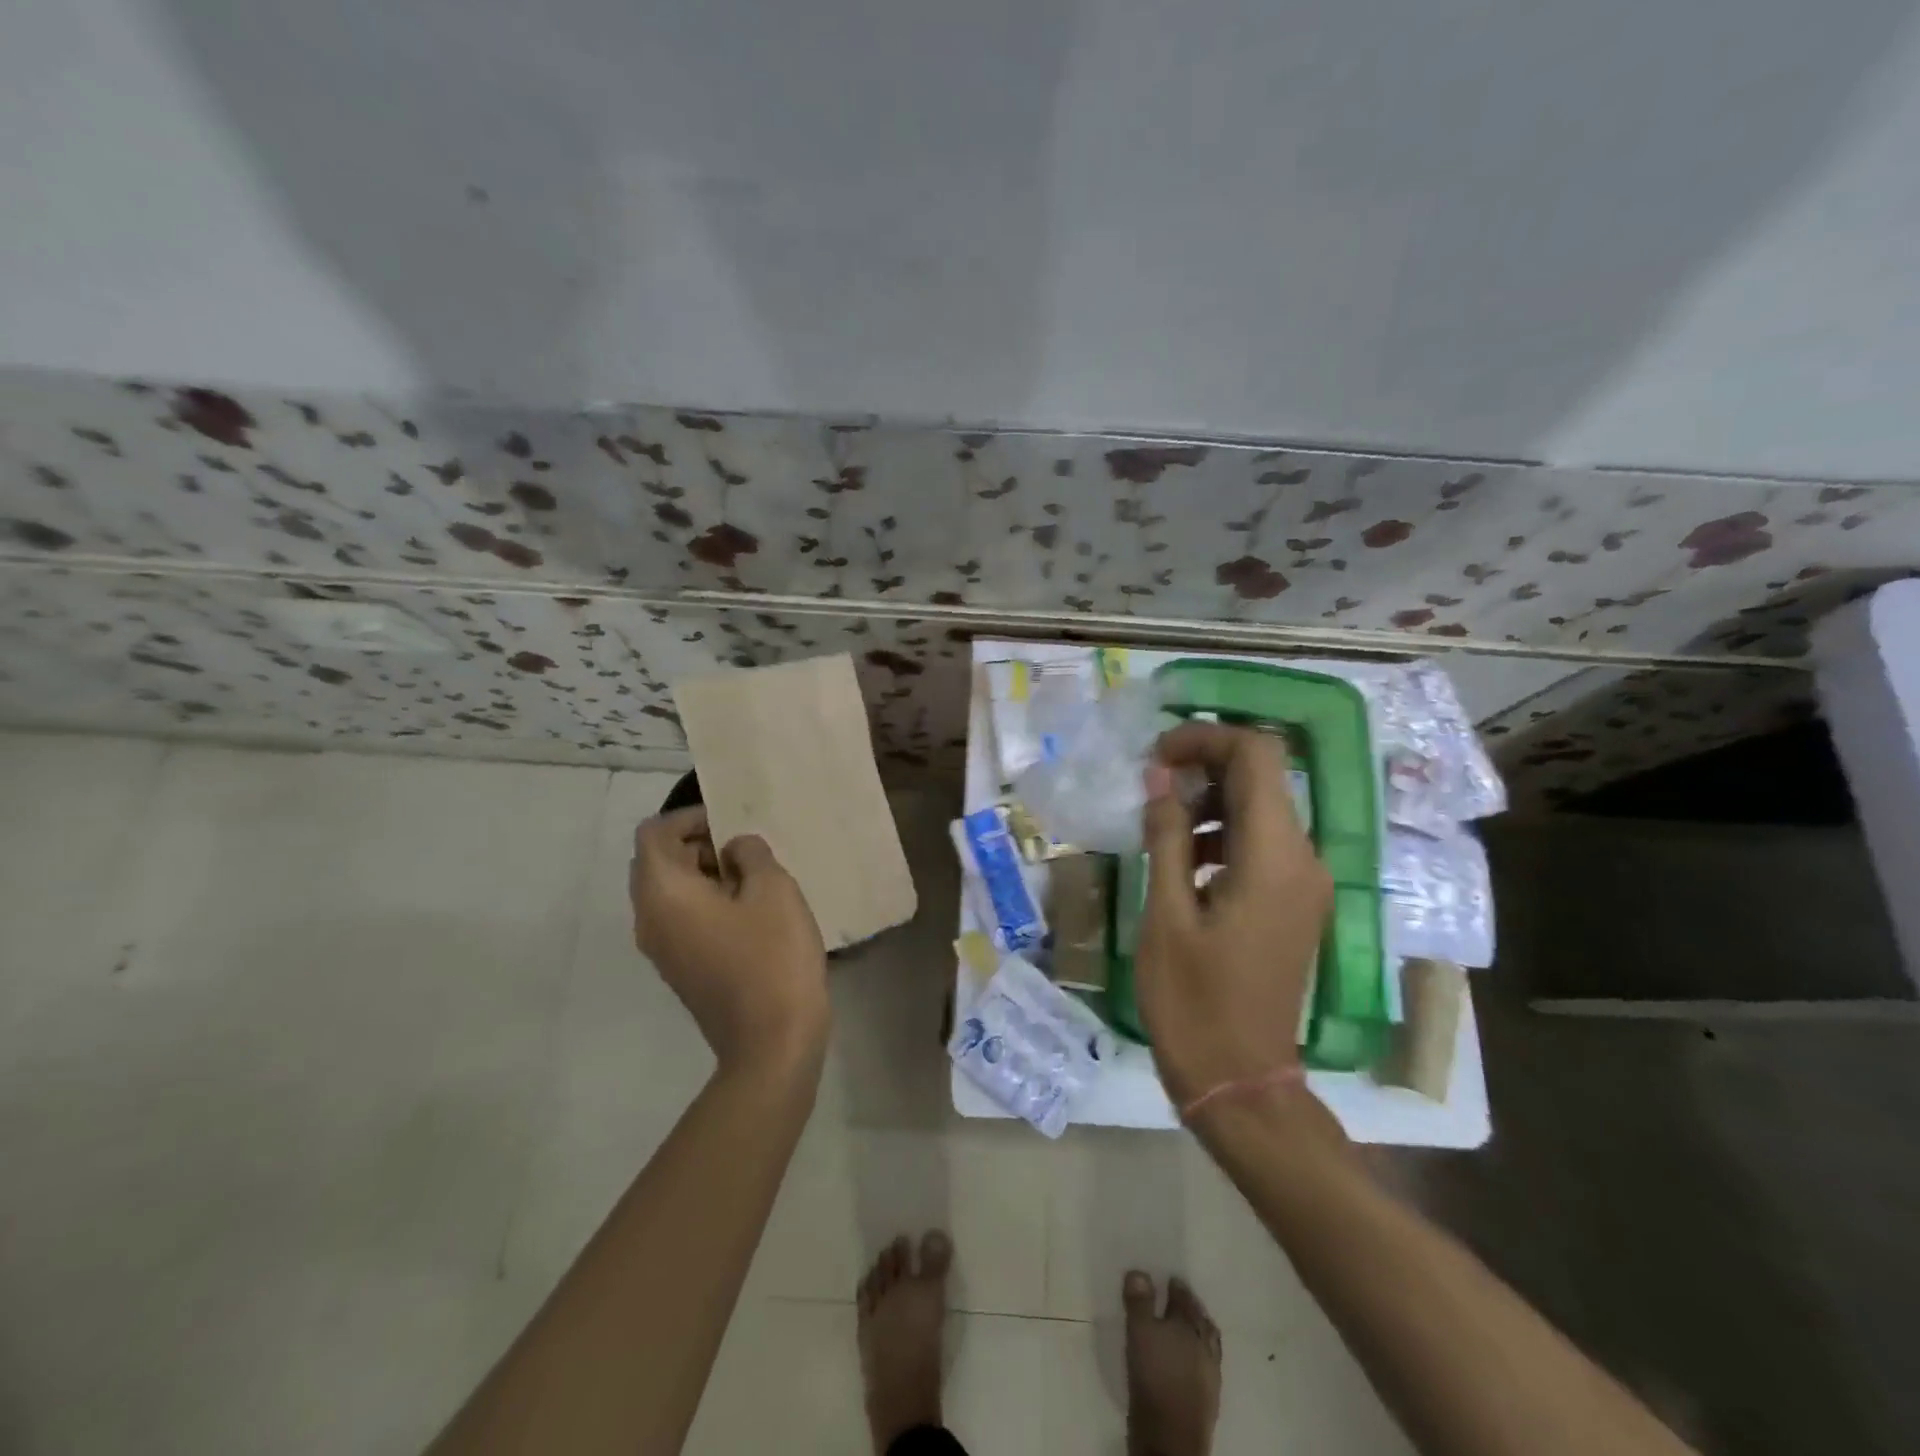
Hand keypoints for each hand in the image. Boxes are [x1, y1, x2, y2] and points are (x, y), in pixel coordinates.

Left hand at [629, 808, 828, 1073]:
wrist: (772, 1042)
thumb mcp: (773, 889)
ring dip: (704, 874)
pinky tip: (749, 912)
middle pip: (656, 862)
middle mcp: (649, 919)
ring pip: (669, 892)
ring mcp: (662, 949)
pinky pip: (681, 919)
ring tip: (753, 878)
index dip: (689, 817)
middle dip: (697, 844)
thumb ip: (750, 853)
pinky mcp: (681, 970)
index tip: (730, 823)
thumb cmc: (772, 956)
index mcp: (663, 893)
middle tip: (745, 849)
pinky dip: (705, 902)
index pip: (653, 834)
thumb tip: (734, 850)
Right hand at [1137, 722, 1330, 1105]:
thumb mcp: (1166, 914)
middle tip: (1150, 781)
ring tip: (1160, 821)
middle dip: (1205, 764)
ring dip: (1212, 798)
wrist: (1240, 1082)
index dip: (1205, 739)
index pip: (1257, 756)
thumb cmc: (1193, 1001)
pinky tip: (1184, 859)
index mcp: (1274, 857)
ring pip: (1263, 808)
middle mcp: (1303, 859)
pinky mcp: (1295, 903)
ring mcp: (1305, 883)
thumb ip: (1167, 836)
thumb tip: (1159, 777)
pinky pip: (1264, 844)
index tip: (1156, 756)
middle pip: (1263, 776)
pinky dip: (1224, 831)